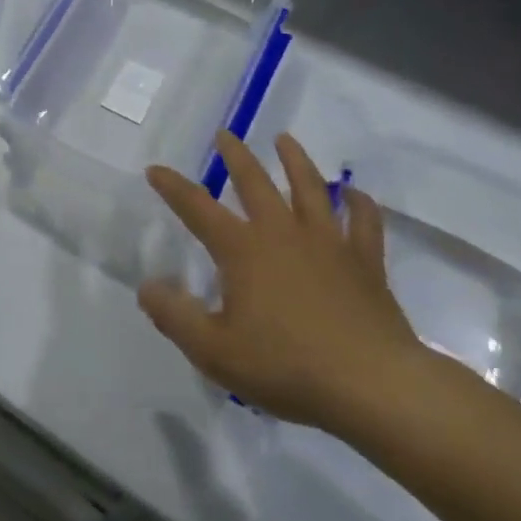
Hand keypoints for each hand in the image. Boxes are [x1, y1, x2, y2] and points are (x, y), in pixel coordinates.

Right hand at [141, 131, 426, 433]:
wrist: (373, 385)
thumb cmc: (287, 366)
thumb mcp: (214, 351)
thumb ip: (175, 316)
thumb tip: (147, 285)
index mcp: (243, 250)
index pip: (197, 209)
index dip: (173, 188)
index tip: (155, 169)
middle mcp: (282, 234)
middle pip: (256, 183)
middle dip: (236, 156)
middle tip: (225, 134)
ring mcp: (328, 243)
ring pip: (310, 188)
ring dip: (295, 161)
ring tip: (285, 139)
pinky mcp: (365, 262)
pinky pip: (364, 222)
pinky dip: (359, 203)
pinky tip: (355, 193)